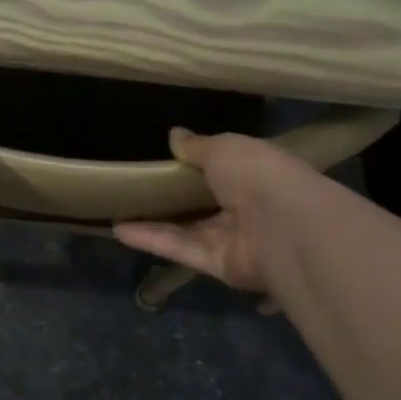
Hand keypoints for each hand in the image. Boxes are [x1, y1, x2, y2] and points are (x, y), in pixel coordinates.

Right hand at [114, 129, 312, 291]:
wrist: (284, 226)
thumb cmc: (258, 174)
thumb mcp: (224, 147)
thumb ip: (197, 146)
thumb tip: (174, 135)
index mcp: (254, 172)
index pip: (223, 168)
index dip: (195, 164)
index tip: (163, 158)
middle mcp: (244, 206)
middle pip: (201, 202)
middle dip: (171, 196)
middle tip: (133, 185)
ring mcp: (230, 238)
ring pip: (186, 229)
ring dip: (152, 220)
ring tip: (116, 209)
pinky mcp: (216, 264)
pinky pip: (179, 248)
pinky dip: (151, 239)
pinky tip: (119, 229)